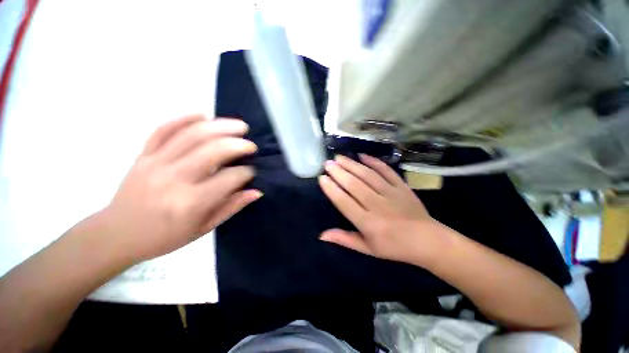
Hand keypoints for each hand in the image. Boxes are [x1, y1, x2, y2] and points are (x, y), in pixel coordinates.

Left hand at [101, 115, 261, 262]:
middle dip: (238, 145)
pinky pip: (163, 130)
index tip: (252, 172)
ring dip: (220, 126)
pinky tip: (203, 115)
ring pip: (192, 135)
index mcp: (191, 203)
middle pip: (212, 151)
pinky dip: (185, 118)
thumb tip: (257, 191)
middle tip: (251, 145)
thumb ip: (231, 207)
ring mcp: (155, 163)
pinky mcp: (143, 155)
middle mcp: (174, 179)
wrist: (117, 234)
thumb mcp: (203, 228)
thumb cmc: (164, 237)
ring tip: (239, 126)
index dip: (246, 173)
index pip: (229, 179)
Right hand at [319, 154, 445, 264]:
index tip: (322, 178)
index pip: (344, 202)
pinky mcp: (402, 186)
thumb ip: (344, 239)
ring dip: (352, 164)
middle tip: (327, 163)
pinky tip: (362, 155)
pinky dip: (374, 161)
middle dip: (338, 172)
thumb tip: (322, 235)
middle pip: (354, 185)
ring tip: (339, 157)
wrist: (427, 241)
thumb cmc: (394, 247)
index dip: (331, 189)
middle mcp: (377, 205)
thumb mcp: (367, 249)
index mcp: (368, 223)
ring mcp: (391, 193)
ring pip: (367, 175)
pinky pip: (386, 171)